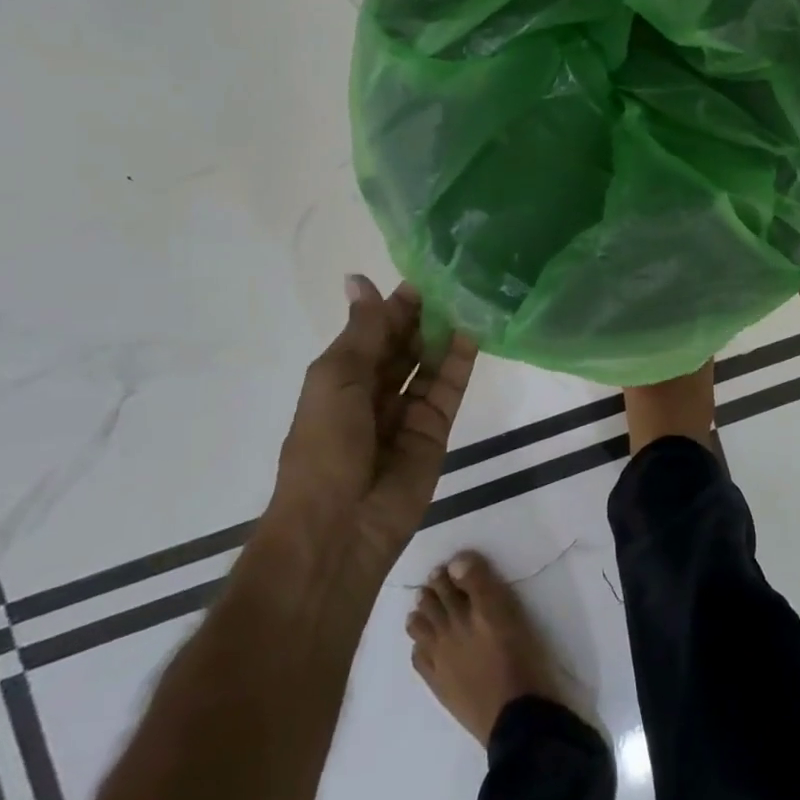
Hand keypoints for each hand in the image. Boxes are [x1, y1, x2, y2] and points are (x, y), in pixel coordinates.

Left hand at [269, 276, 476, 577]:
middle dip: (425, 314)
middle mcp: (376, 391)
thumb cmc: (324, 445)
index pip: (375, 330)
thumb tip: (359, 278)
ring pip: (430, 362)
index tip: (425, 272)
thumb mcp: (336, 378)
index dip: (396, 304)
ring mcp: (408, 411)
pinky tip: (476, 330)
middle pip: (405, 344)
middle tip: (456, 278)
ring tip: (471, 295)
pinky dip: (461, 359)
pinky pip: (450, 387)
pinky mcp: (437, 429)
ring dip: (446, 332)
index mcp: (343, 377)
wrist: (340, 527)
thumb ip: (362, 329)